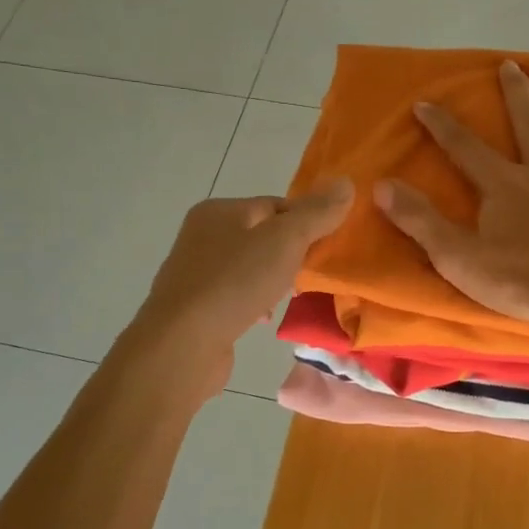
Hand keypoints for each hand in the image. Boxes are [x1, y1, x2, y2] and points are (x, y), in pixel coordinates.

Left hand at [134, 181, 353, 390]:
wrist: (182, 345)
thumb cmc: (235, 283)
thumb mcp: (285, 240)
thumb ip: (317, 213)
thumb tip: (346, 183)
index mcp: (219, 211)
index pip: (276, 205)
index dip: (307, 221)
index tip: (329, 245)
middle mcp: (202, 235)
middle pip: (263, 236)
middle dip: (292, 253)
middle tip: (315, 272)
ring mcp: (195, 273)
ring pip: (251, 267)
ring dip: (275, 279)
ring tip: (294, 296)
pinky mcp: (195, 308)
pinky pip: (237, 295)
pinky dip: (256, 302)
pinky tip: (267, 318)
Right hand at [374, 61, 528, 326]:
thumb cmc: (521, 280)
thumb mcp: (458, 256)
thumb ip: (420, 221)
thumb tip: (380, 186)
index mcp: (504, 185)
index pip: (465, 148)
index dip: (442, 125)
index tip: (425, 102)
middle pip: (528, 123)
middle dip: (516, 93)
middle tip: (510, 64)